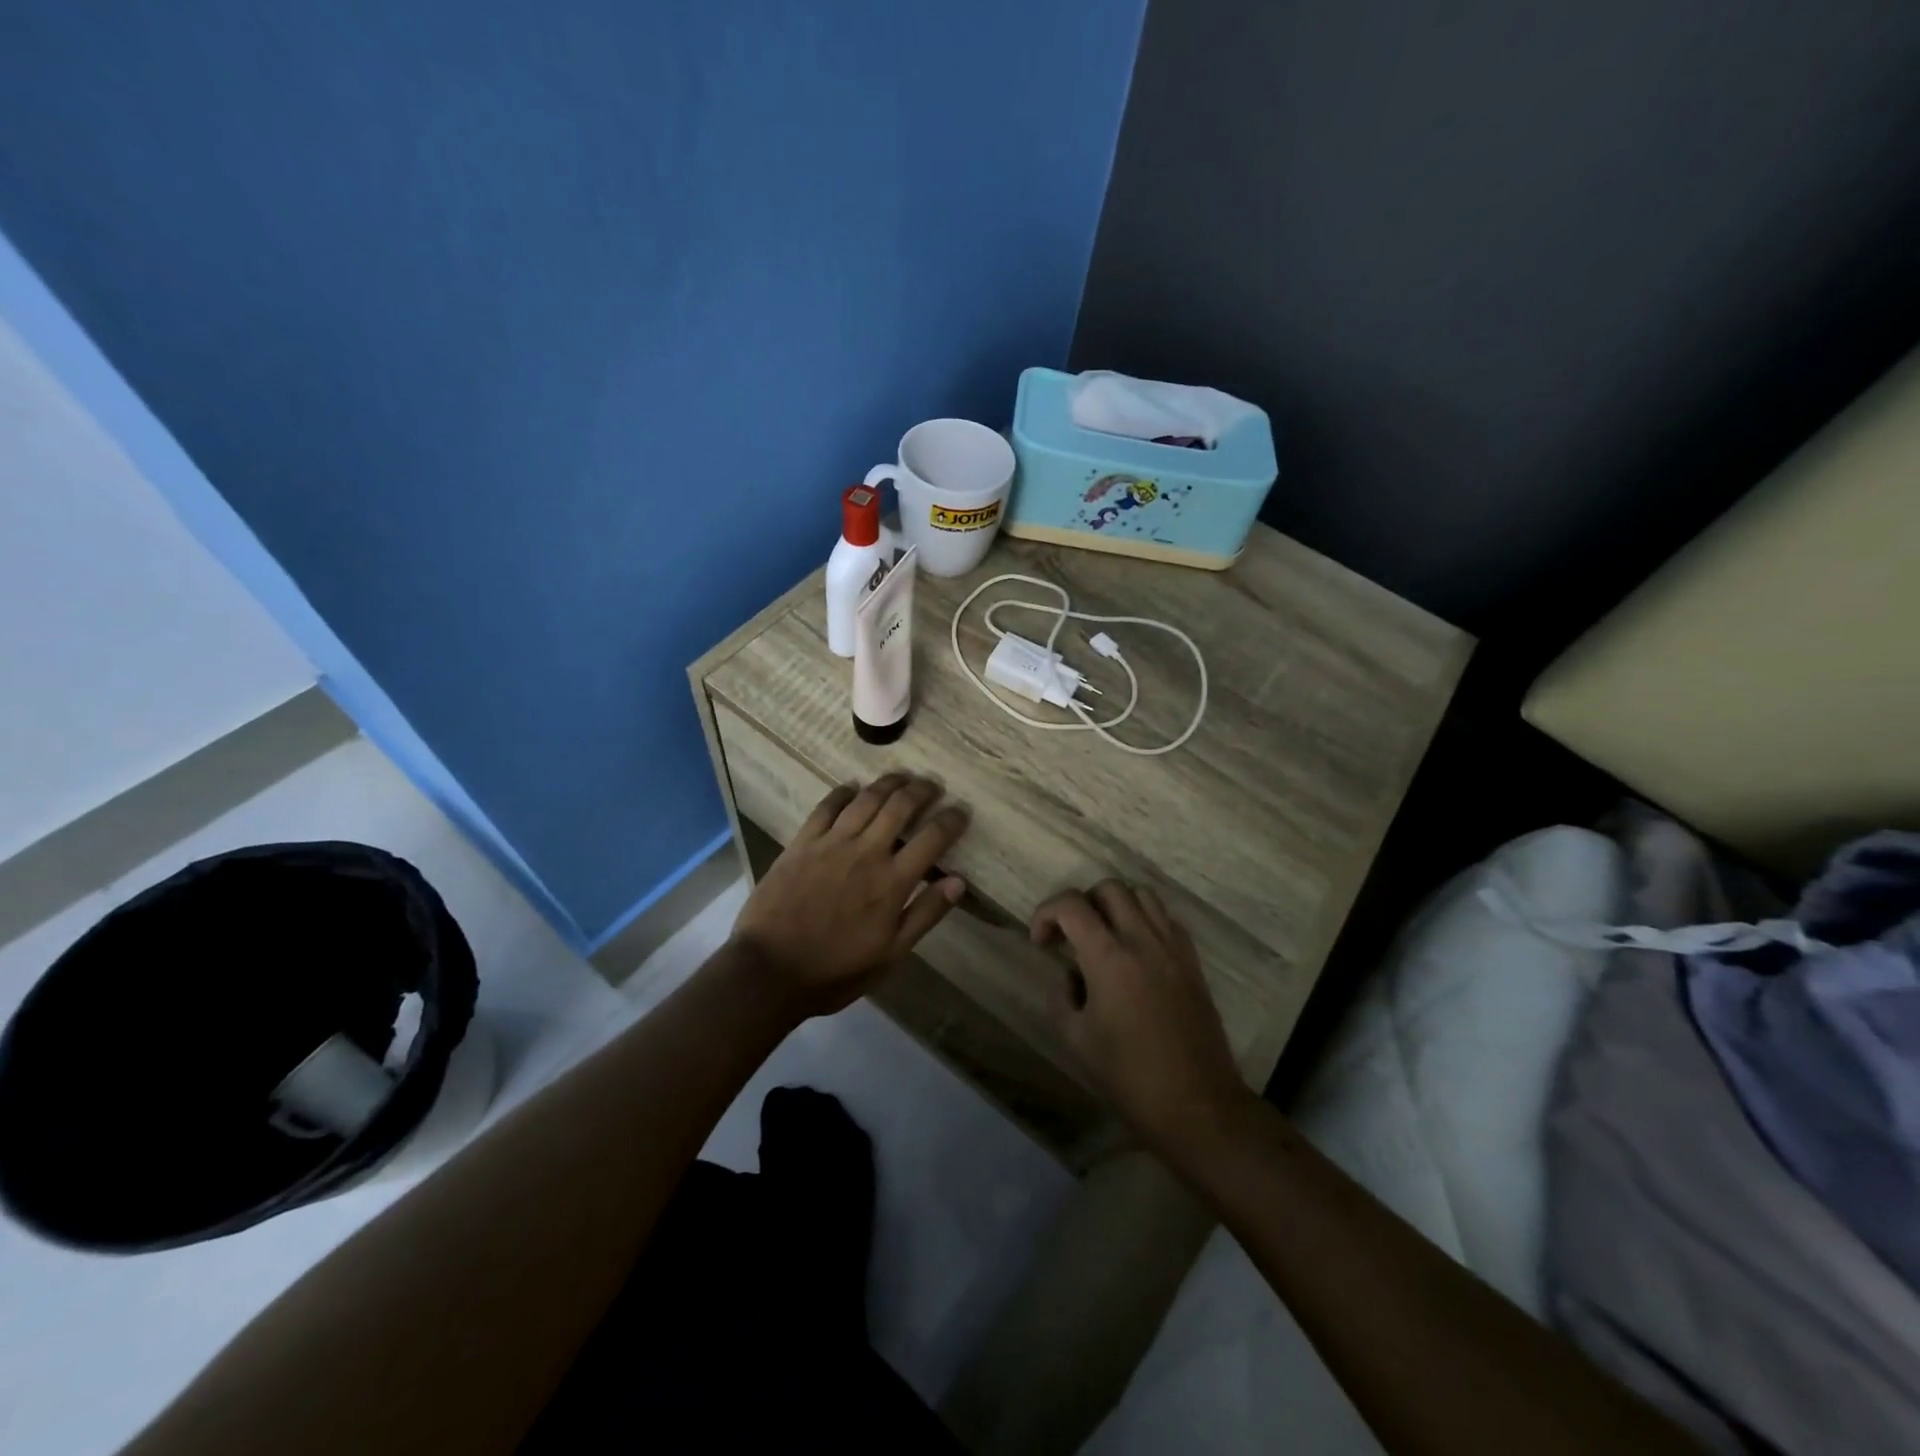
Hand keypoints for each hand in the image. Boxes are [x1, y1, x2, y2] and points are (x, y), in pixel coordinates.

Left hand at [730, 774, 968, 1017]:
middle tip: (934, 785)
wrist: (770, 970)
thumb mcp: (890, 954)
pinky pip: (826, 807)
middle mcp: (866, 852)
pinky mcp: (802, 842)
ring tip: (902, 777)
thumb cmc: (836, 970)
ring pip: (866, 799)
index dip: (951, 820)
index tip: (961, 811)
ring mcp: (832, 843)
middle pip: (900, 806)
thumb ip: (925, 914)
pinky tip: (851, 786)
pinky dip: (842, 792)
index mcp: (892, 881)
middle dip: (922, 790)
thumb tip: (958, 881)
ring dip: (888, 783)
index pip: (932, 838)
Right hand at [1032, 880, 1250, 1150]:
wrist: (1197, 1106)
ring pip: (1142, 895)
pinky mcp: (1193, 962)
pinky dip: (1144, 920)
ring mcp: (1173, 948)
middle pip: (1109, 888)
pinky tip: (1135, 951)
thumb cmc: (1129, 1077)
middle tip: (1070, 936)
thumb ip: (1062, 995)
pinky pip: (1166, 919)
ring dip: (1115, 905)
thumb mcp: (1076, 1039)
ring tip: (1103, 936)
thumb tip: (1070, 975)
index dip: (1046, 913)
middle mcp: (1143, 940)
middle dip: (1081, 903)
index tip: (1040, 942)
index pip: (1071, 904)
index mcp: (1110, 958)